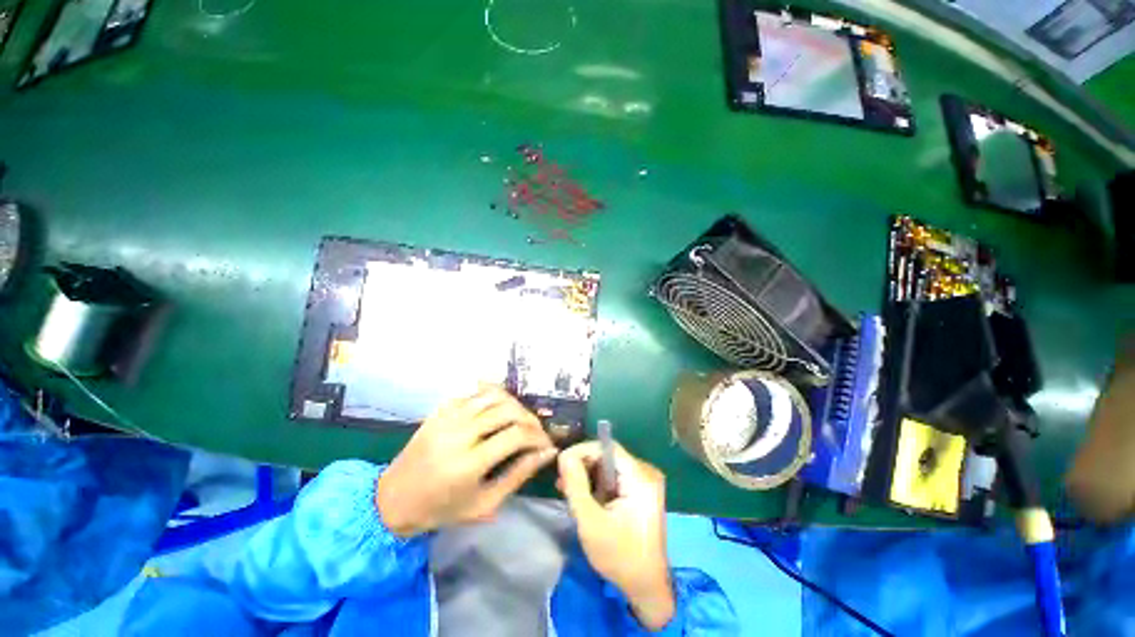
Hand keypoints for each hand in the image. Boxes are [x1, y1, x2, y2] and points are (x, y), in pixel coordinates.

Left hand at [376, 385, 557, 536]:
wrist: (393, 499)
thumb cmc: (442, 509)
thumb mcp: (485, 503)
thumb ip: (518, 475)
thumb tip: (546, 453)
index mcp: (469, 463)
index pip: (517, 435)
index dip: (539, 436)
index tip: (547, 444)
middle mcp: (460, 433)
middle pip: (508, 409)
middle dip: (530, 418)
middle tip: (537, 432)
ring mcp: (448, 417)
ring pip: (494, 395)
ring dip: (515, 404)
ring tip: (521, 419)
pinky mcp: (441, 409)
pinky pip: (475, 394)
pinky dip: (493, 398)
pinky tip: (499, 410)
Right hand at [557, 442, 675, 629]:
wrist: (647, 588)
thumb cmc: (620, 556)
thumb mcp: (591, 522)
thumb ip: (576, 485)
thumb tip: (564, 455)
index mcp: (640, 477)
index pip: (607, 447)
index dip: (582, 451)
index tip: (561, 465)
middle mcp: (646, 473)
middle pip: (608, 455)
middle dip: (583, 465)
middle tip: (562, 482)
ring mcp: (645, 482)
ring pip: (608, 466)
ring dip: (588, 476)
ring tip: (569, 493)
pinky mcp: (641, 491)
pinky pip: (614, 477)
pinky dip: (598, 485)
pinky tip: (584, 498)